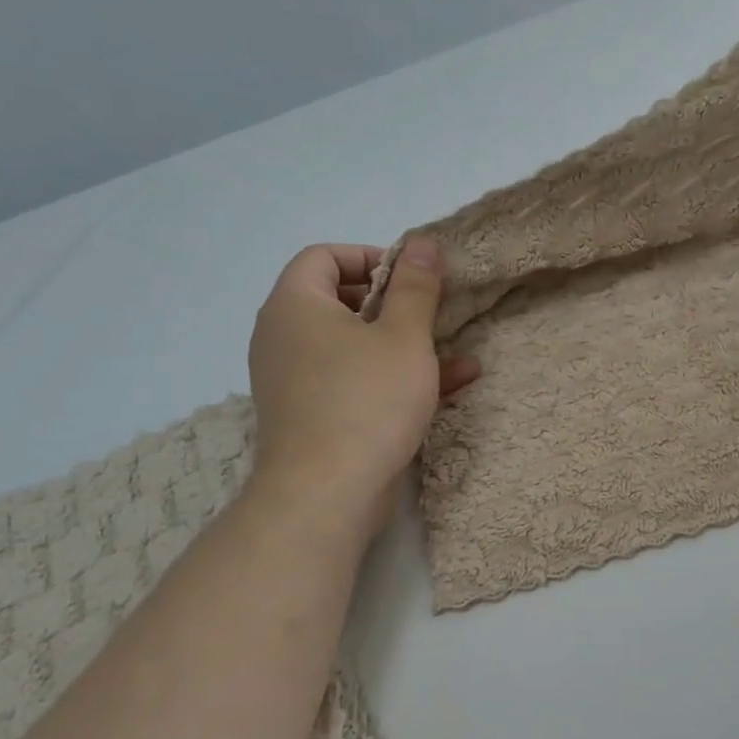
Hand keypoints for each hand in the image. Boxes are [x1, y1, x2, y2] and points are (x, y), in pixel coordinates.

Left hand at [247, 240, 478, 529]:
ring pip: (354, 346)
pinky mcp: (312, 415)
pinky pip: (354, 381)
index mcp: (295, 305)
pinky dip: (392, 377)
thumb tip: (423, 243)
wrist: (326, 495)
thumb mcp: (404, 337)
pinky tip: (451, 385)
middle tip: (432, 313)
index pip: (323, 256)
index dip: (371, 257)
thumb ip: (416, 287)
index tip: (413, 279)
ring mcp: (295, 380)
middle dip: (395, 304)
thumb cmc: (367, 401)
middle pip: (339, 300)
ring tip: (455, 350)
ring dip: (404, 345)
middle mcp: (284, 337)